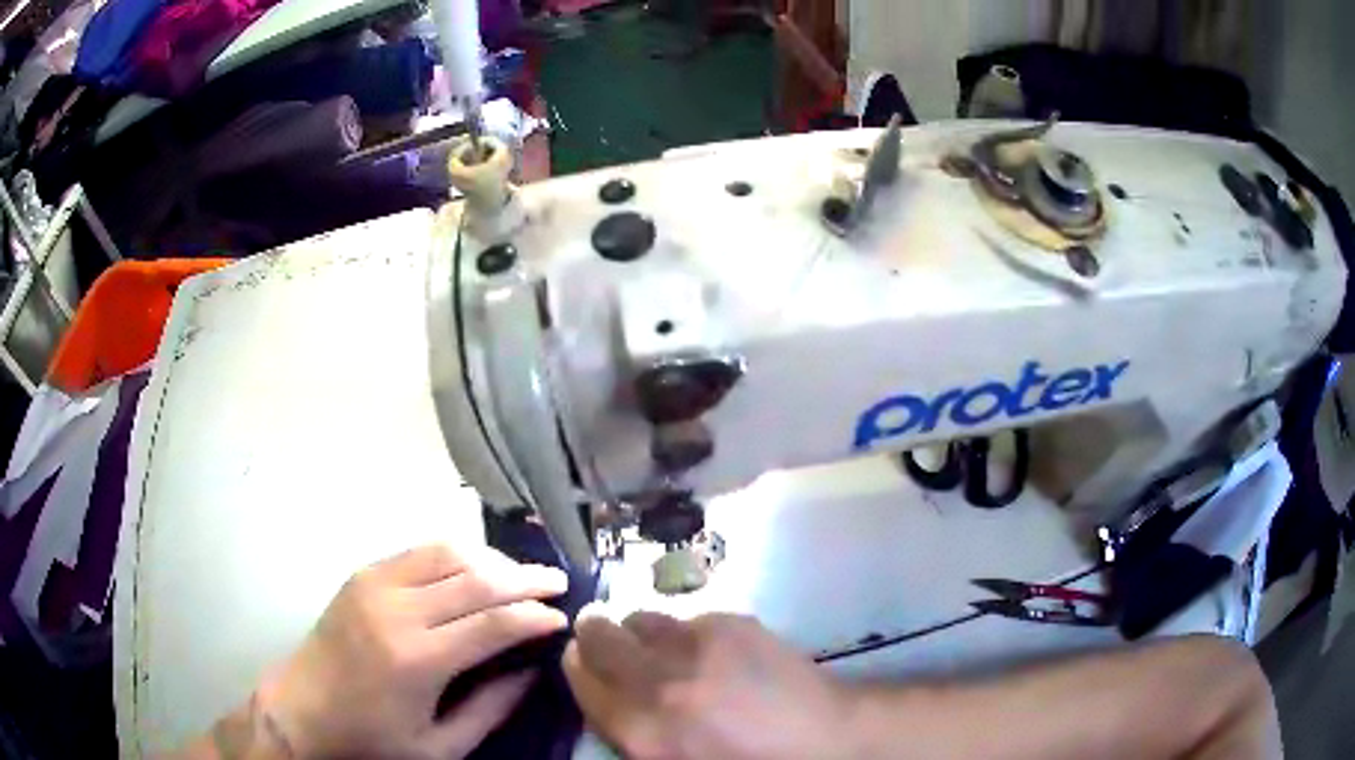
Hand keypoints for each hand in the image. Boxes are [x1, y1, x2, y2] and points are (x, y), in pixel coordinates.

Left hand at [259, 545, 567, 758]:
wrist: (303, 710)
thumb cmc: (372, 738)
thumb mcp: (439, 746)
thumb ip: (491, 708)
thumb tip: (532, 671)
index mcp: (416, 659)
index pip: (493, 622)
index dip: (535, 615)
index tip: (562, 617)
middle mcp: (397, 610)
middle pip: (475, 578)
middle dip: (525, 578)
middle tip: (557, 582)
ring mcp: (375, 584)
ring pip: (448, 552)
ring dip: (491, 559)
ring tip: (520, 574)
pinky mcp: (362, 575)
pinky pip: (419, 551)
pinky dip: (456, 554)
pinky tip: (474, 568)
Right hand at [563, 612, 852, 759]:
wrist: (824, 742)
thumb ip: (630, 732)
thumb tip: (611, 698)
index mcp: (640, 729)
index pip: (579, 674)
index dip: (576, 662)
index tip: (582, 660)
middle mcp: (658, 681)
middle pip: (599, 633)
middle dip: (596, 634)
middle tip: (610, 642)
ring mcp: (698, 646)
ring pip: (643, 618)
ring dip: (645, 633)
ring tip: (669, 650)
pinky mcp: (733, 623)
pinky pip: (690, 618)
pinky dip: (692, 634)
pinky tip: (718, 654)